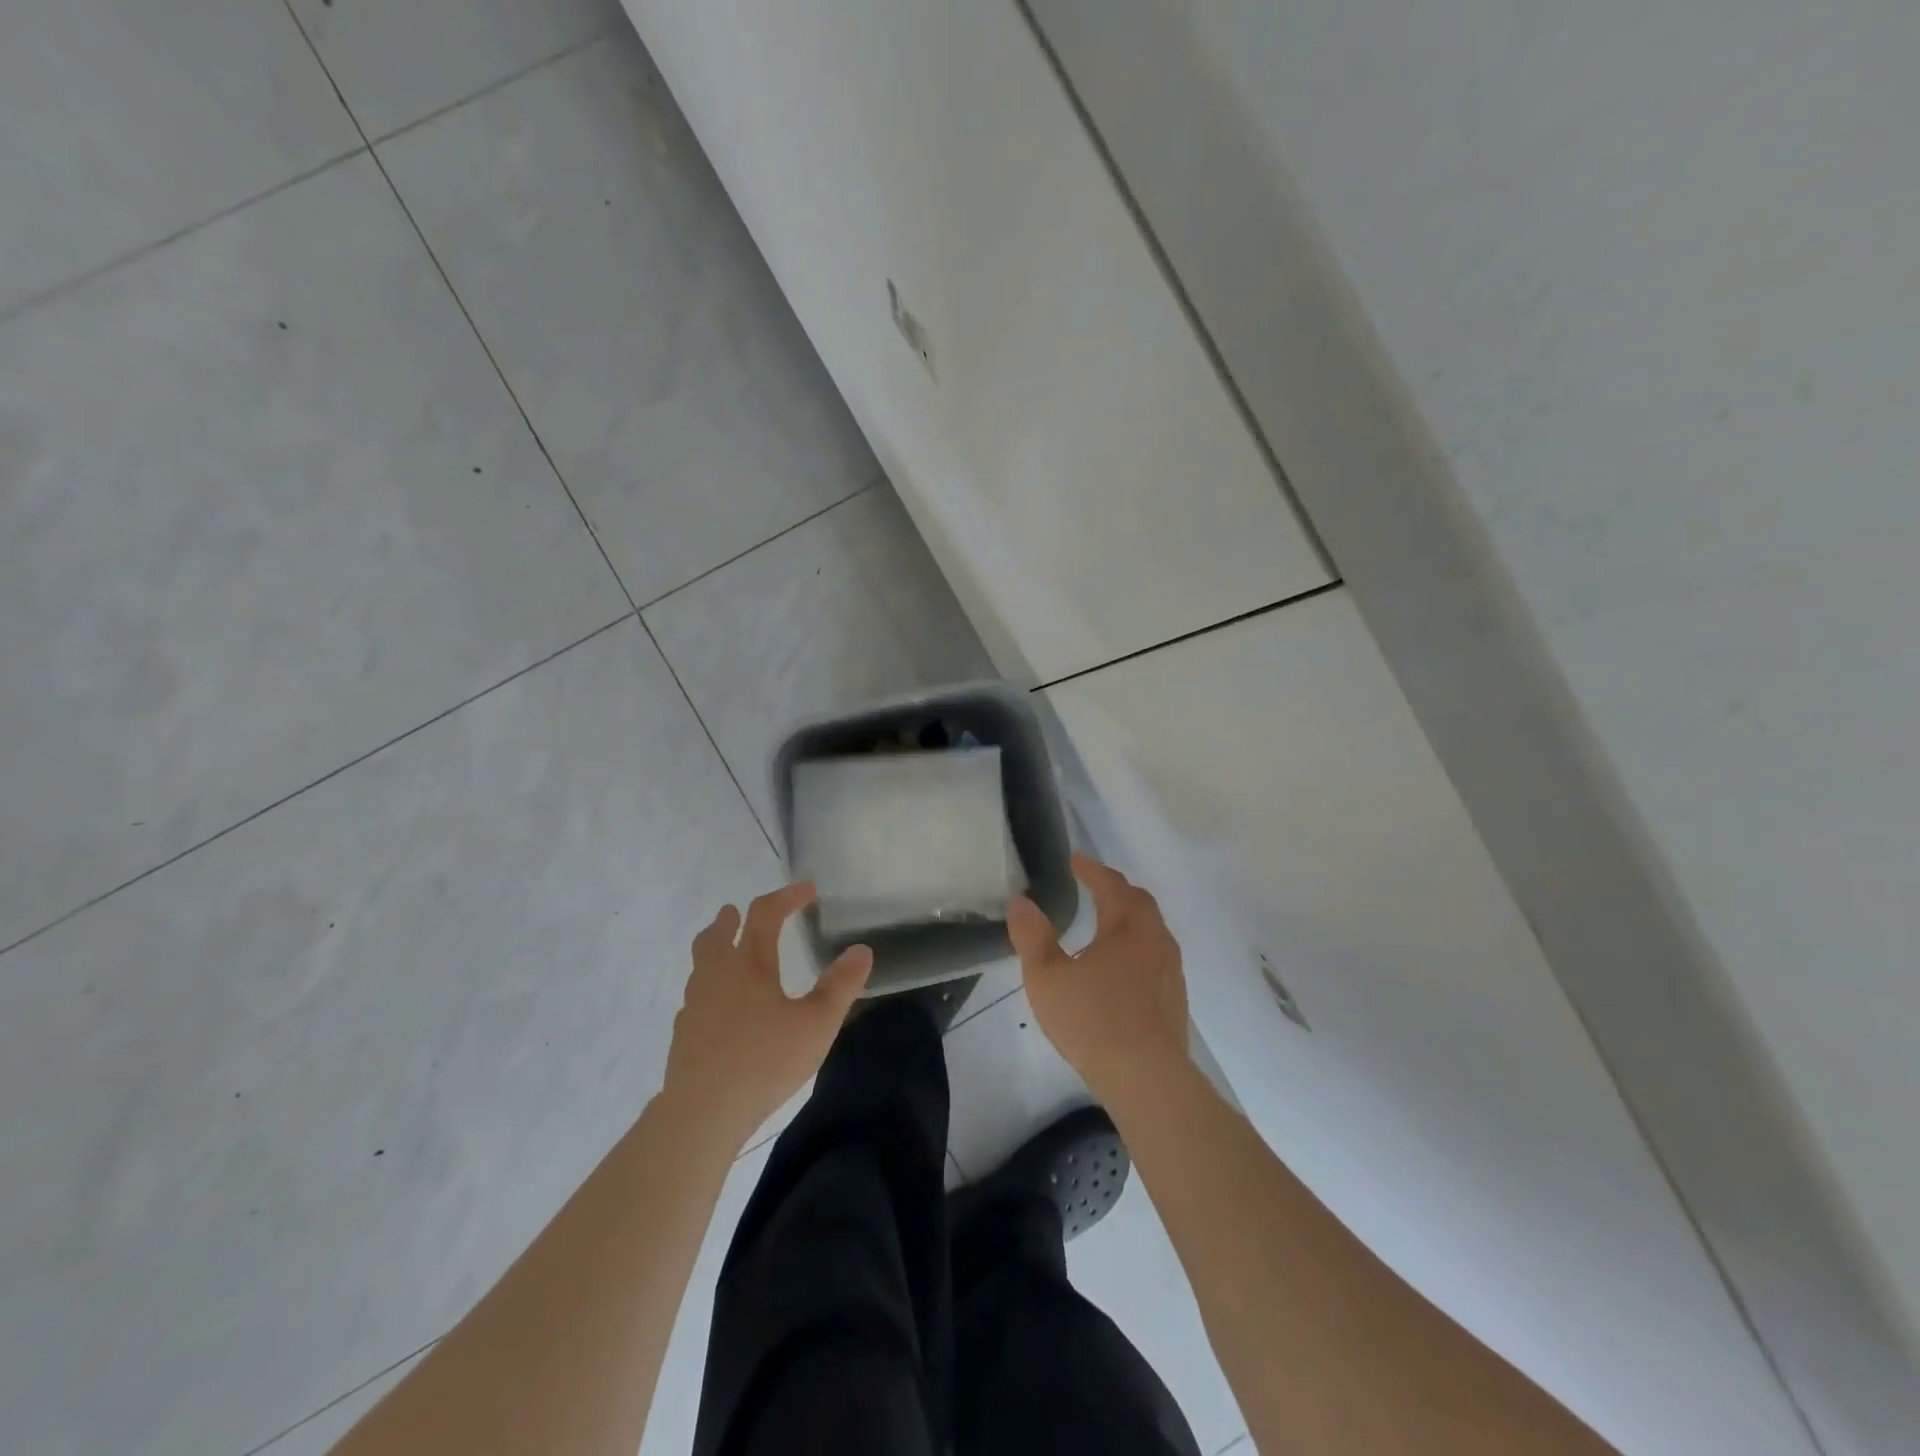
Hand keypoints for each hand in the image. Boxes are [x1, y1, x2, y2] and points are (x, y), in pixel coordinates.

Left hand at [663, 883, 871, 1148]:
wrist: (701, 1113)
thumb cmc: (764, 1061)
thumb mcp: (816, 1024)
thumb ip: (841, 986)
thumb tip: (862, 950)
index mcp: (749, 964)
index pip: (765, 914)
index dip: (787, 896)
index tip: (808, 890)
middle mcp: (717, 975)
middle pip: (716, 934)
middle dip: (731, 919)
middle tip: (738, 913)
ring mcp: (695, 1005)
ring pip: (701, 964)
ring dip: (715, 949)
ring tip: (729, 955)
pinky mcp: (684, 1034)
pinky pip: (697, 995)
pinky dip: (710, 986)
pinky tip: (722, 1009)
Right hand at [1006, 854, 1189, 1103]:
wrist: (1147, 1079)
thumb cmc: (1093, 1020)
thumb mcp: (1047, 977)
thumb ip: (1032, 936)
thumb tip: (1020, 901)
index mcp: (1127, 926)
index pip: (1110, 884)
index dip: (1090, 869)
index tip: (1074, 859)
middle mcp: (1155, 939)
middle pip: (1138, 901)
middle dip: (1114, 889)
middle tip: (1091, 885)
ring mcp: (1170, 969)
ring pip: (1150, 929)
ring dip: (1128, 918)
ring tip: (1104, 924)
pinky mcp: (1174, 998)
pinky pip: (1154, 955)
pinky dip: (1136, 946)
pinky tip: (1119, 968)